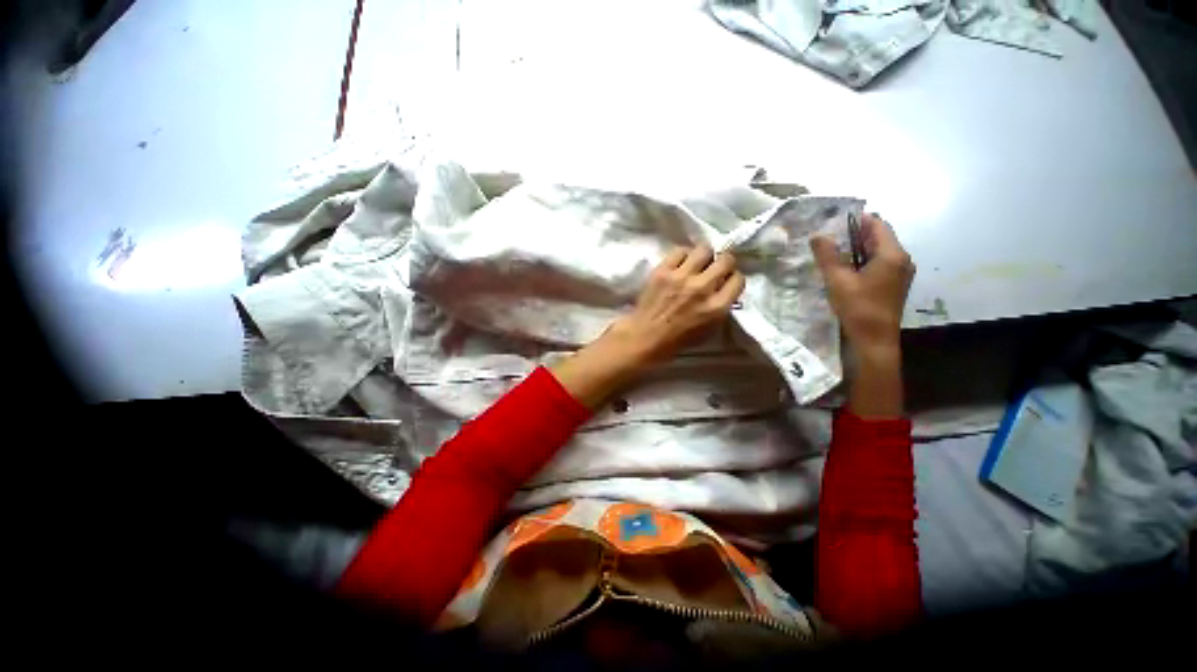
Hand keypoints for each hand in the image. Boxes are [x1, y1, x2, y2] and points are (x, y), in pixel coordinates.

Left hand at [606, 245, 745, 364]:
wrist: (645, 336)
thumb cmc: (678, 338)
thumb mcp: (710, 328)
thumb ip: (721, 306)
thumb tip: (724, 286)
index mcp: (717, 307)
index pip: (738, 279)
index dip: (732, 279)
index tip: (725, 281)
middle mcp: (702, 288)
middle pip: (726, 260)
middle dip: (723, 264)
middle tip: (714, 269)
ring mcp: (681, 277)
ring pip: (704, 249)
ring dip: (704, 256)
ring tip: (696, 264)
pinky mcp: (663, 270)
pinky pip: (680, 250)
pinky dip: (682, 256)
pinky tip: (680, 265)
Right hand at [810, 214, 912, 417]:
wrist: (875, 341)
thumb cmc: (858, 308)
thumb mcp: (838, 280)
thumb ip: (828, 256)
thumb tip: (817, 235)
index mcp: (892, 255)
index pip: (878, 225)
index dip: (859, 219)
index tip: (837, 217)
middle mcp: (902, 260)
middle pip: (881, 237)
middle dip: (857, 233)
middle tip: (831, 233)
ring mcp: (900, 273)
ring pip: (880, 251)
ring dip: (860, 247)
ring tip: (835, 249)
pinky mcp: (894, 285)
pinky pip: (880, 263)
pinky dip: (864, 260)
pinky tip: (847, 267)